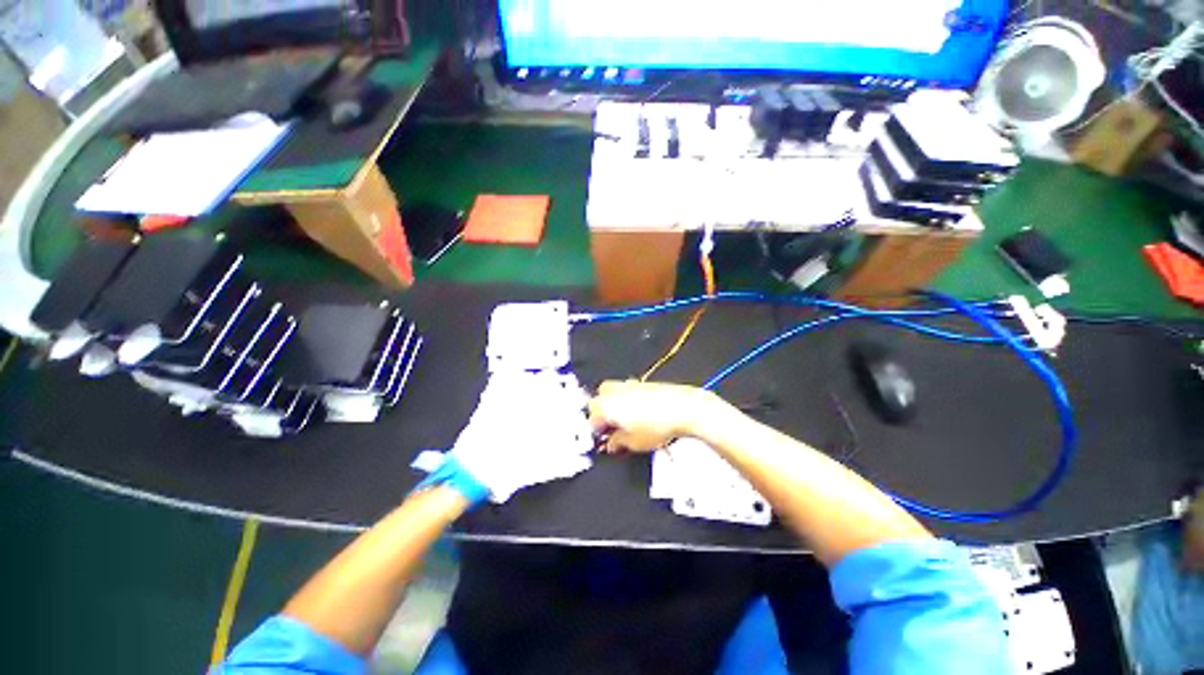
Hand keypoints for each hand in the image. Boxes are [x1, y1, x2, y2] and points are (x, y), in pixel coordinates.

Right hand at [588, 380, 734, 452]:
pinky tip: (639, 414)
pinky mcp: (642, 383)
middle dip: (602, 415)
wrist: (683, 408)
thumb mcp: (633, 443)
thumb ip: (617, 443)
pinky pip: (627, 391)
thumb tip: (612, 443)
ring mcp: (629, 385)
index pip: (591, 419)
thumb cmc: (657, 425)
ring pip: (612, 394)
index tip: (604, 441)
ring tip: (626, 422)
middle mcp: (614, 391)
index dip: (597, 433)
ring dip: (614, 407)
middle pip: (598, 401)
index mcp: (606, 405)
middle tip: (611, 429)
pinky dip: (627, 401)